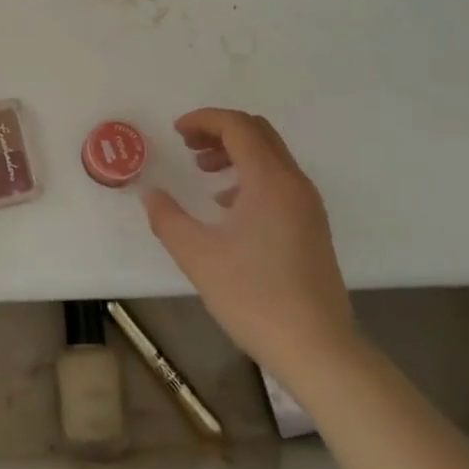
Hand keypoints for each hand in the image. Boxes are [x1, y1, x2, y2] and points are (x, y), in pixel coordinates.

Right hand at [142, 108, 356, 379]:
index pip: (237, 126)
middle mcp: (294, 183)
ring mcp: (308, 205)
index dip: (203, 120)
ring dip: (235, 152)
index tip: (176, 132)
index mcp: (270, 180)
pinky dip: (251, 176)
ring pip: (271, 156)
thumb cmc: (254, 297)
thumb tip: (150, 194)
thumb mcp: (198, 256)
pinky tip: (227, 207)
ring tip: (203, 172)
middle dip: (219, 131)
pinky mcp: (312, 226)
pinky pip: (279, 180)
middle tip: (187, 146)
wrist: (317, 349)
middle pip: (258, 132)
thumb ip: (168, 218)